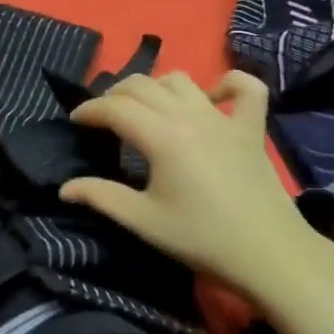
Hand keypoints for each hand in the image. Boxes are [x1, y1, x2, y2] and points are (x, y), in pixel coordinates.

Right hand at [58, 70, 319, 297]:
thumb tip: (65, 188)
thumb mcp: (144, 222)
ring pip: (181, 80)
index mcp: (162, 135)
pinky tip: (211, 98)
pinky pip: (244, 87)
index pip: (115, 108)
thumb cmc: (202, 239)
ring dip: (156, 86)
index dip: (89, 110)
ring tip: (145, 108)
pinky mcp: (252, 127)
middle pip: (143, 85)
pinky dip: (226, 83)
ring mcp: (224, 117)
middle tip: (103, 117)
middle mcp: (190, 114)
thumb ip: (102, 197)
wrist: (268, 254)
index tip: (75, 121)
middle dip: (115, 94)